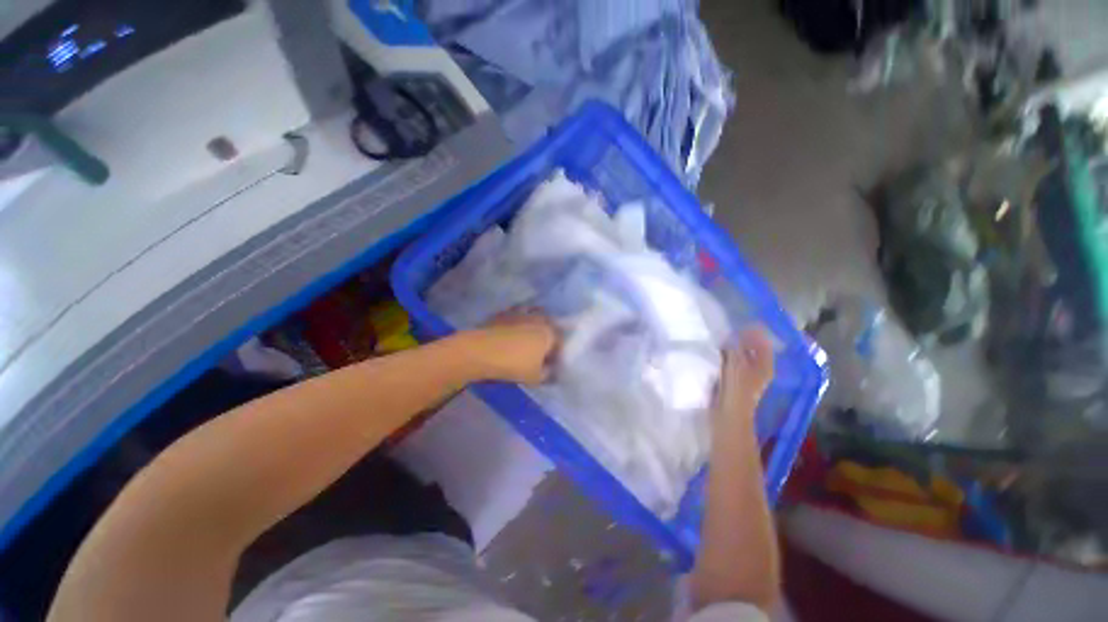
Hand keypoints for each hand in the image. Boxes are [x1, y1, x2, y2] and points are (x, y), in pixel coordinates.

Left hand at [467, 310, 558, 383]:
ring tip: (528, 339)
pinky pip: (517, 315)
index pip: (560, 342)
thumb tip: (551, 370)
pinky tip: (512, 330)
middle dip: (548, 337)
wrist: (480, 351)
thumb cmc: (513, 365)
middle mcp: (538, 318)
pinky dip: (518, 321)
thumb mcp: (535, 377)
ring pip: (534, 316)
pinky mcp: (504, 313)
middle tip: (542, 351)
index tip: (552, 364)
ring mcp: (520, 313)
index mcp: (549, 332)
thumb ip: (548, 374)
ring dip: (534, 325)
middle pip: (549, 326)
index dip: (557, 354)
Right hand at [715, 328, 774, 426]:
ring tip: (722, 338)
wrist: (728, 415)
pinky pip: (732, 363)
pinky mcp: (735, 382)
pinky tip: (717, 353)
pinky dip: (727, 356)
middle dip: (743, 340)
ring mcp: (748, 377)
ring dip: (734, 348)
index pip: (763, 343)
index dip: (755, 333)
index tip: (742, 323)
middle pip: (753, 350)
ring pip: (742, 356)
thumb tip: (731, 336)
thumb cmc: (736, 390)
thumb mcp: (736, 364)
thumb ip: (734, 348)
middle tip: (730, 329)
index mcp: (765, 366)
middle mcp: (759, 370)